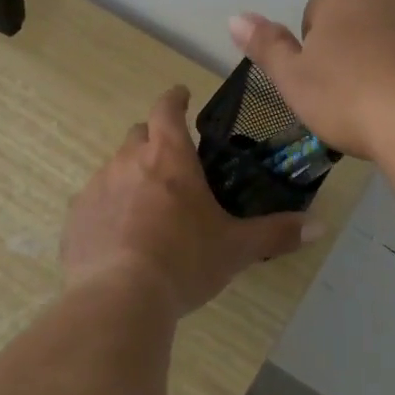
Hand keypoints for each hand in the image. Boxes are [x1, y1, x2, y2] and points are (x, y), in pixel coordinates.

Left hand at [61, 86, 316, 318]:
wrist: (119, 298)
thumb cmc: (184, 261)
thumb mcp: (236, 248)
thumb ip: (276, 233)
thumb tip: (319, 226)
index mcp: (169, 157)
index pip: (167, 108)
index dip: (175, 98)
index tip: (182, 96)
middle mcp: (128, 161)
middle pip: (138, 135)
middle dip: (154, 140)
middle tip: (172, 164)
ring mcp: (97, 187)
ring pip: (114, 167)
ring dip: (131, 176)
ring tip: (147, 208)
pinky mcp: (75, 217)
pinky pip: (93, 201)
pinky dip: (108, 208)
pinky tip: (119, 236)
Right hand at [230, 0, 394, 159]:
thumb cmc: (352, 102)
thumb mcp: (294, 82)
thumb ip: (266, 46)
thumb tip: (235, 17)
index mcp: (345, 1)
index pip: (320, 11)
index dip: (319, 47)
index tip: (326, 83)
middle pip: (369, 14)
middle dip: (364, 43)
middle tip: (362, 91)